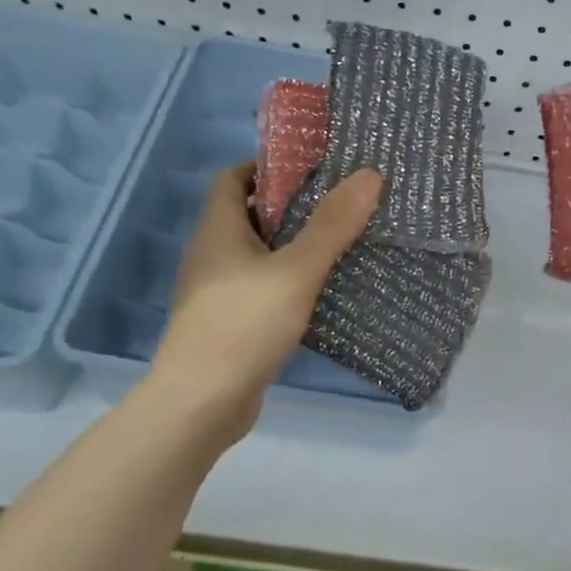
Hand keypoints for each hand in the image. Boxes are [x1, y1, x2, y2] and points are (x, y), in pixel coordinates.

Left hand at [150, 163, 382, 439]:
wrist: (202, 402)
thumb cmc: (244, 325)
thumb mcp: (296, 271)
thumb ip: (331, 226)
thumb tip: (368, 175)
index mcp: (217, 230)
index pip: (233, 178)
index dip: (267, 167)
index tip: (312, 169)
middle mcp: (211, 256)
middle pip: (248, 216)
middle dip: (290, 208)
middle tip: (339, 205)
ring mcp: (216, 293)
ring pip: (257, 257)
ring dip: (291, 249)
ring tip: (339, 245)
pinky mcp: (228, 325)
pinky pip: (260, 291)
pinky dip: (287, 285)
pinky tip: (319, 295)